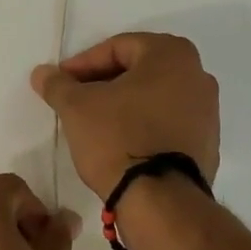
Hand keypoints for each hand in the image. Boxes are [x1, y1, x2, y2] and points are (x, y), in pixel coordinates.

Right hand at [31, 32, 220, 201]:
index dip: (83, 64)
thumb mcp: (77, 107)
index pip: (117, 47)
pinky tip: (121, 143)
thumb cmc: (118, 137)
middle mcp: (198, 74)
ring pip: (154, 96)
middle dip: (104, 83)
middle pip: (139, 69)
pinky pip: (168, 122)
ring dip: (124, 104)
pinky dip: (144, 125)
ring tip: (95, 123)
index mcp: (172, 53)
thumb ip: (58, 84)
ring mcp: (208, 111)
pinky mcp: (207, 144)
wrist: (161, 202)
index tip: (62, 83)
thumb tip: (42, 73)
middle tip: (76, 100)